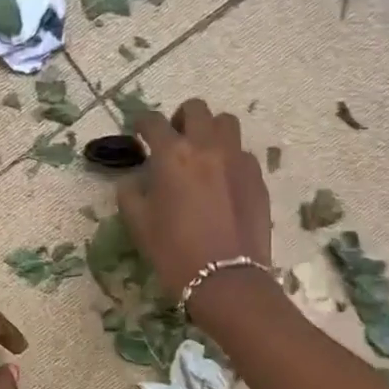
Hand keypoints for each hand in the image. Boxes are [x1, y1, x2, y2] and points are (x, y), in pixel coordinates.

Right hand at [117, 99, 271, 312]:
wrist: (226, 280)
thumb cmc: (174, 251)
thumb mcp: (138, 224)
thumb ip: (130, 193)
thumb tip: (133, 180)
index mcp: (173, 154)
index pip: (152, 121)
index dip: (141, 123)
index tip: (138, 132)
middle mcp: (207, 147)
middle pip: (196, 109)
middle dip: (180, 118)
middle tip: (173, 139)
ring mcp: (237, 159)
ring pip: (226, 123)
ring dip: (210, 130)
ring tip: (202, 153)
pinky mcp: (257, 178)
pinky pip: (243, 153)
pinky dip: (229, 158)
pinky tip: (223, 181)